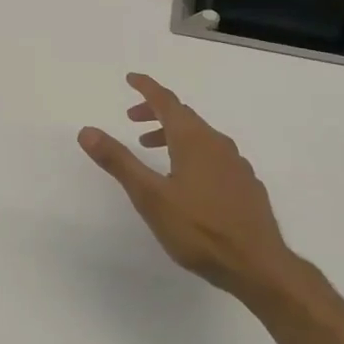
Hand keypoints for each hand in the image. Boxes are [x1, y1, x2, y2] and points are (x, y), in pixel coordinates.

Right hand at [79, 74, 319, 308]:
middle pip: (185, 117)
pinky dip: (193, 153)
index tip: (131, 78)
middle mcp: (218, 144)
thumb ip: (119, 161)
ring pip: (201, 137)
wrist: (256, 264)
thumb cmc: (198, 229)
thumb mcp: (150, 196)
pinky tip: (187, 178)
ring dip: (173, 135)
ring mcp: (236, 165)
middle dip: (156, 112)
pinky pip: (214, 155)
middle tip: (131, 119)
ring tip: (152, 149)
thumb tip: (87, 130)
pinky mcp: (245, 185)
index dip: (147, 88)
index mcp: (194, 141)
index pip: (167, 102)